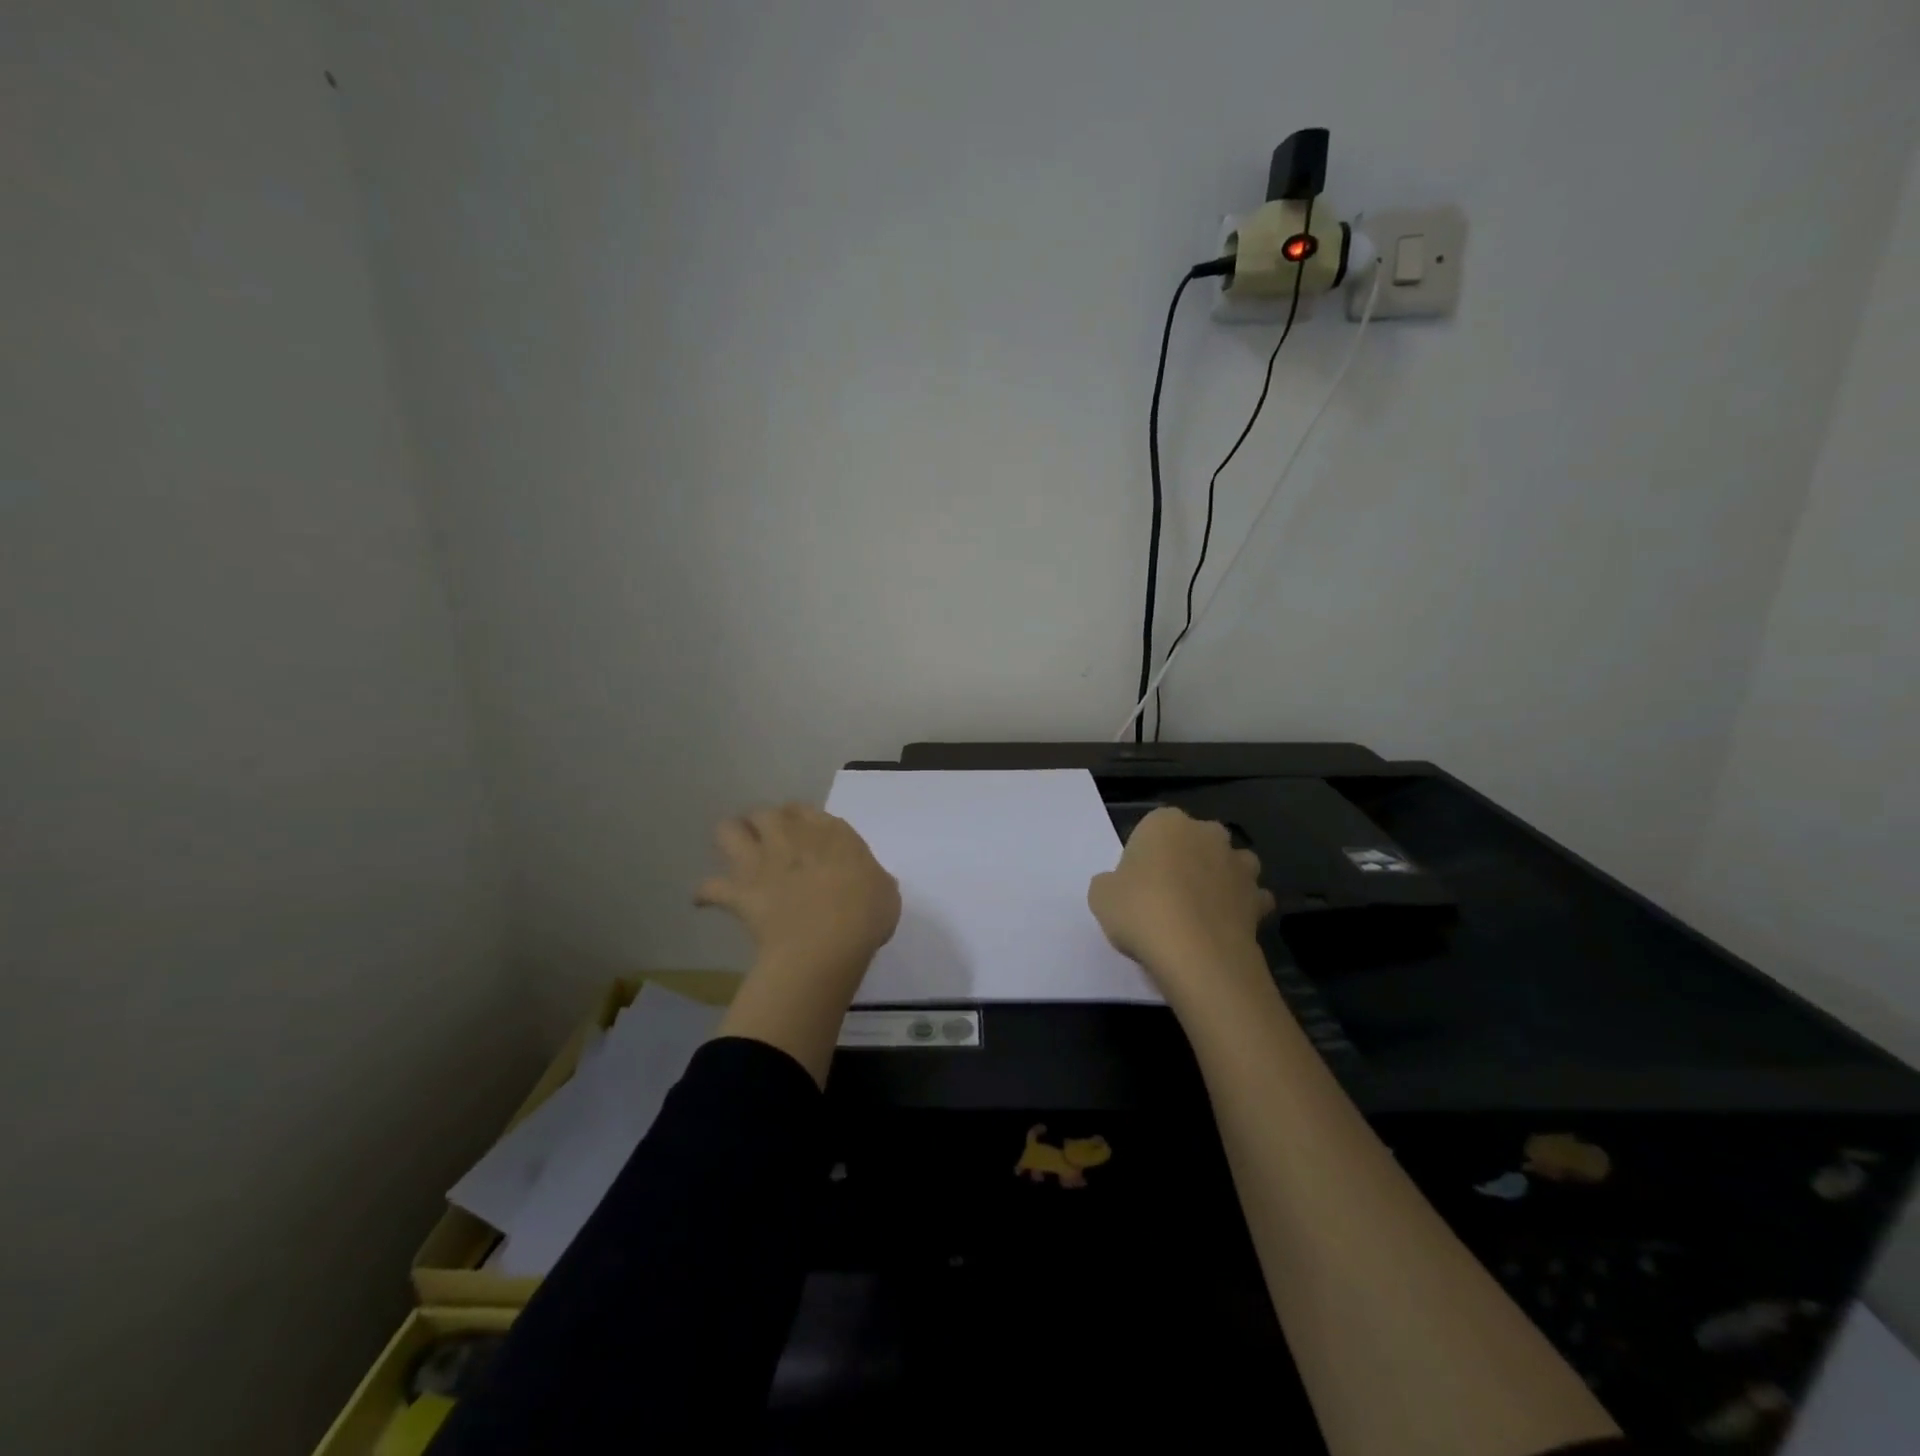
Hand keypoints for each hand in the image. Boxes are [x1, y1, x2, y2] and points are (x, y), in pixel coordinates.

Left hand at [696, 803, 900, 981]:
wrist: (828, 941)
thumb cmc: (866, 913)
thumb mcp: (885, 890)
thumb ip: (872, 879)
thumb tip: (866, 883)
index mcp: (830, 832)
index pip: (805, 811)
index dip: (801, 821)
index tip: (804, 835)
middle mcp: (791, 836)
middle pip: (766, 814)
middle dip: (764, 823)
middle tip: (770, 840)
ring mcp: (761, 861)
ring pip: (729, 831)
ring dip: (731, 838)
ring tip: (736, 852)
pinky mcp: (740, 891)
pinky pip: (710, 887)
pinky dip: (706, 893)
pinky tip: (705, 899)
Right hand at [1088, 808, 1274, 991]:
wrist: (1196, 954)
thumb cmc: (1141, 911)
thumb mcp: (1101, 895)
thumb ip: (1111, 883)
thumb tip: (1122, 888)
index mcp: (1166, 822)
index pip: (1152, 829)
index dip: (1144, 856)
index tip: (1135, 883)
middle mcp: (1207, 833)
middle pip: (1194, 841)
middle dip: (1186, 860)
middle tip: (1164, 896)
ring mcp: (1238, 865)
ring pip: (1229, 864)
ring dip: (1219, 878)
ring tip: (1199, 910)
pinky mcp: (1259, 898)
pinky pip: (1251, 898)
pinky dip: (1241, 909)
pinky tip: (1223, 928)